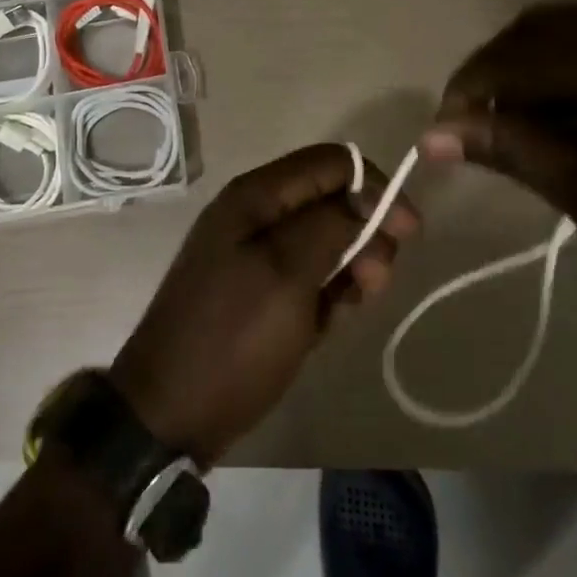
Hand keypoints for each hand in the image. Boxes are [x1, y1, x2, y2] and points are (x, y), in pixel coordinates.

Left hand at [110, 144, 418, 461]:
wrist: (170, 414)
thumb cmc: (232, 338)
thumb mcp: (287, 274)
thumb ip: (331, 225)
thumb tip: (367, 198)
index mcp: (256, 196)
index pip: (333, 162)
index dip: (376, 187)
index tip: (406, 232)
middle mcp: (257, 215)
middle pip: (333, 200)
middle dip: (366, 233)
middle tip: (375, 281)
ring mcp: (256, 255)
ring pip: (327, 240)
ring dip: (352, 267)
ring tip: (353, 305)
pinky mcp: (261, 291)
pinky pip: (310, 276)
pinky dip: (330, 293)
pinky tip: (330, 322)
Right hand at [421, 3, 576, 338]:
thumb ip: (515, 150)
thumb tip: (432, 134)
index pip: (528, 52)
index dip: (473, 87)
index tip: (441, 130)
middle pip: (549, 25)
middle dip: (499, 71)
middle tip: (473, 127)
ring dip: (537, 70)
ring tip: (518, 127)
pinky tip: (573, 119)